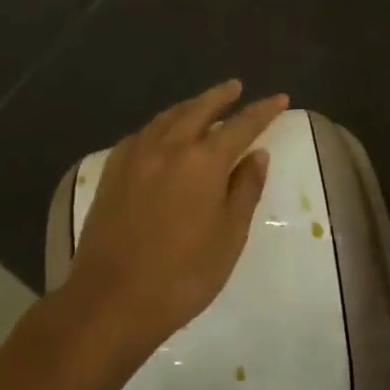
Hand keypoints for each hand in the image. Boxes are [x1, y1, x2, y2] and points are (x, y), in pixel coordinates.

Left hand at [66, 80, 287, 352]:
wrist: (110, 302)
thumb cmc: (182, 275)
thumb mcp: (229, 236)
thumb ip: (245, 189)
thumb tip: (256, 155)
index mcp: (203, 160)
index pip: (241, 125)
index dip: (263, 110)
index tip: (280, 98)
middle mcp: (168, 147)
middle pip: (199, 109)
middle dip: (221, 96)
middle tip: (236, 87)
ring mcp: (135, 157)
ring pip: (167, 118)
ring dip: (189, 106)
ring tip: (202, 103)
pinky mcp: (111, 174)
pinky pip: (141, 134)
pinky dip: (159, 126)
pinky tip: (160, 134)